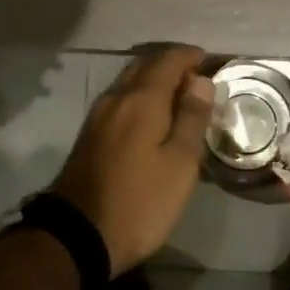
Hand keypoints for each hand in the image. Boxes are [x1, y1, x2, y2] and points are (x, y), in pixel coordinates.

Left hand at [49, 45, 214, 275]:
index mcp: (141, 99)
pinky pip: (120, 100)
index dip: (191, 55)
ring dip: (154, 81)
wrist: (78, 234)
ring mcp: (98, 115)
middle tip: (198, 80)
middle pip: (145, 65)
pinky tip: (153, 119)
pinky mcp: (90, 134)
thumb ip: (192, 118)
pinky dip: (140, 98)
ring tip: (180, 99)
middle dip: (172, 64)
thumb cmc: (140, 200)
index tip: (211, 62)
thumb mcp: (180, 163)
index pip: (168, 59)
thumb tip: (200, 81)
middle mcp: (116, 97)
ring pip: (130, 82)